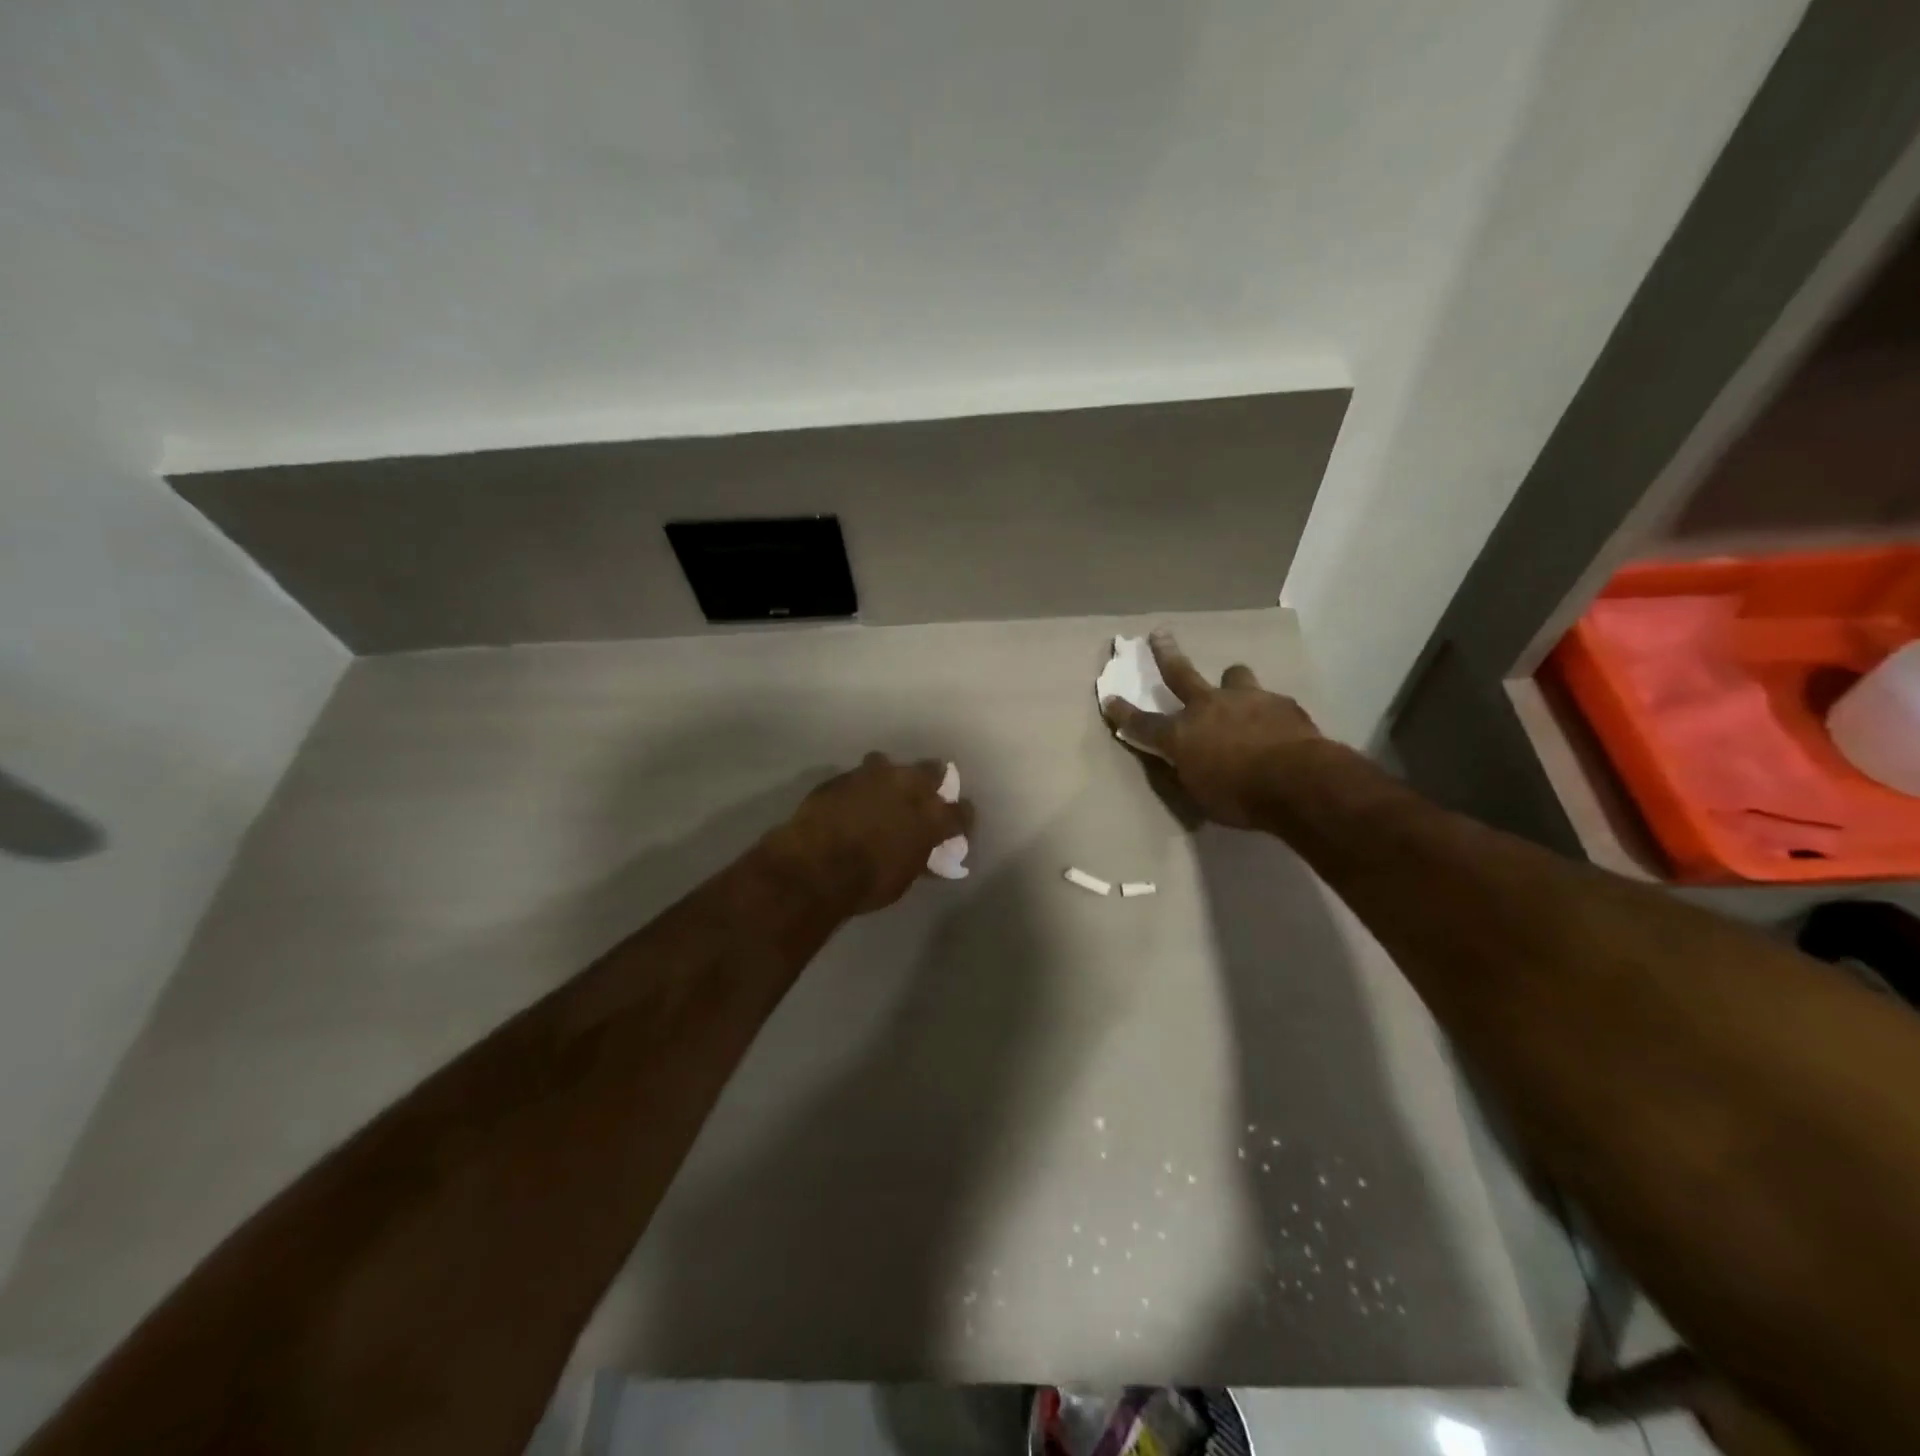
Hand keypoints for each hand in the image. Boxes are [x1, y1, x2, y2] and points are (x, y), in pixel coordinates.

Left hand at [769, 753, 974, 914]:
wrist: (815, 868)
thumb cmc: (867, 883)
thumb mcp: (904, 877)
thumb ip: (919, 856)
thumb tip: (925, 854)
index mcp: (932, 816)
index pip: (962, 811)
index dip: (960, 819)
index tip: (955, 827)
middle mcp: (909, 786)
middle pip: (933, 770)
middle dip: (931, 782)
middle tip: (921, 798)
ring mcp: (875, 775)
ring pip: (891, 764)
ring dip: (890, 777)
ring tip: (881, 793)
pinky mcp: (844, 775)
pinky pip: (858, 776)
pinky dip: (860, 787)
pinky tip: (851, 801)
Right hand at [1101, 631, 1320, 828]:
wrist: (1298, 781)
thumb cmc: (1240, 797)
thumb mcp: (1201, 794)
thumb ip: (1190, 771)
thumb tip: (1188, 762)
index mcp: (1181, 735)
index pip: (1143, 723)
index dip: (1123, 713)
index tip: (1109, 699)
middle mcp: (1208, 707)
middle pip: (1180, 674)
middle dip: (1166, 654)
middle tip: (1160, 634)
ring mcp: (1245, 699)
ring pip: (1235, 676)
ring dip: (1233, 682)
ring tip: (1237, 688)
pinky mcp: (1280, 703)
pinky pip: (1270, 702)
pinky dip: (1268, 712)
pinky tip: (1279, 727)